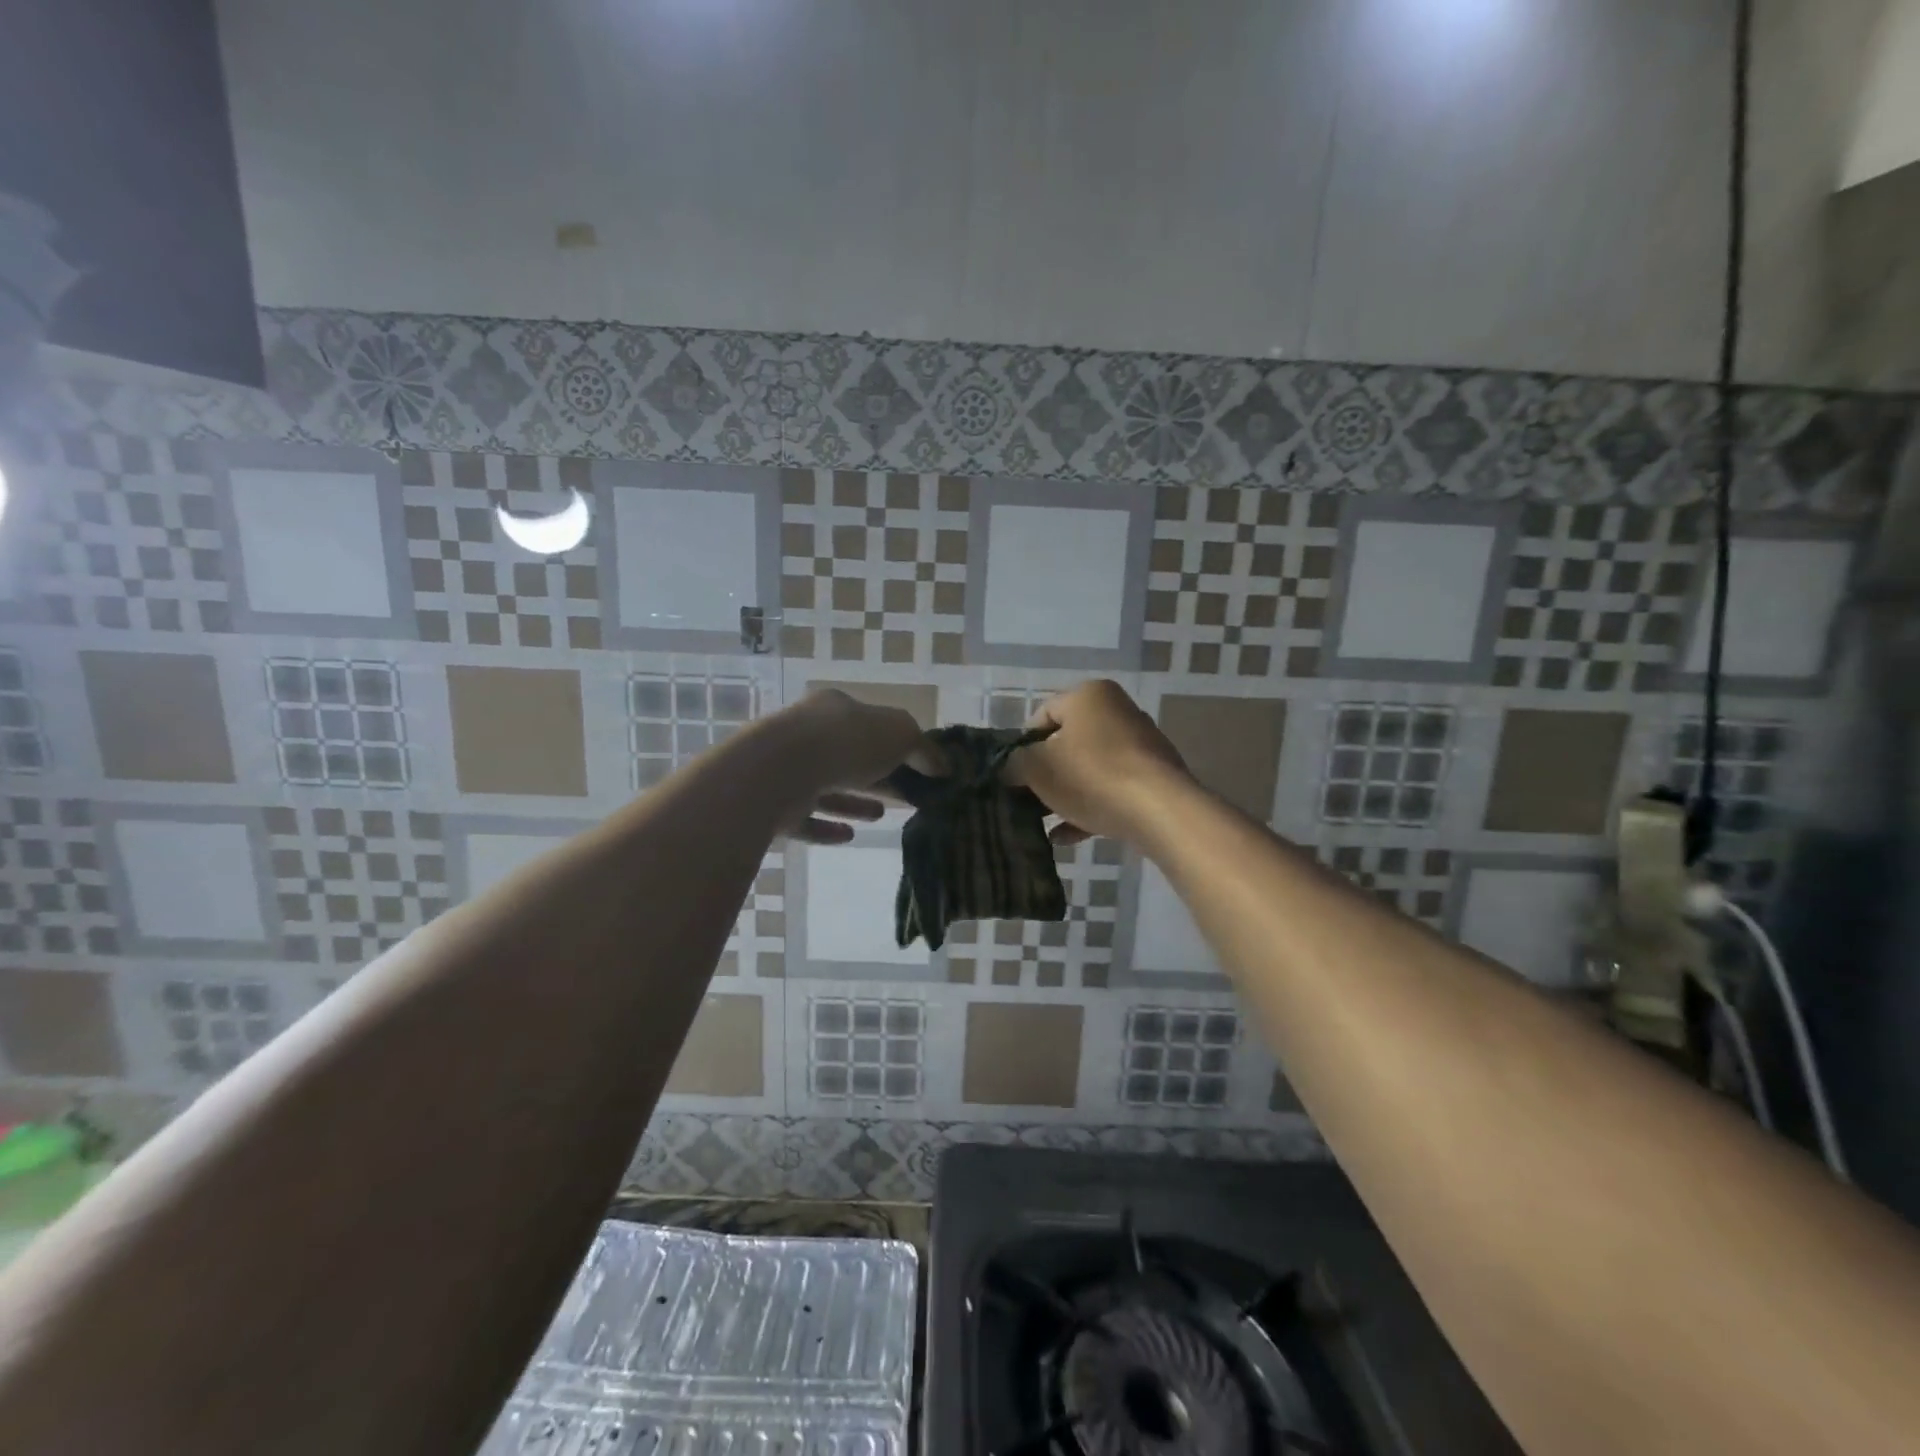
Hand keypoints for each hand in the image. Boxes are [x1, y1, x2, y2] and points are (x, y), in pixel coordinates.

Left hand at [775, 689, 931, 844]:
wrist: (779, 771)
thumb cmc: (845, 742)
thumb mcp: (900, 734)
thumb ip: (923, 748)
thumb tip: (943, 766)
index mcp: (834, 709)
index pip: (868, 723)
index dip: (895, 744)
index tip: (918, 768)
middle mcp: (806, 735)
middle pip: (848, 757)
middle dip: (877, 775)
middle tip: (905, 796)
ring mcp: (786, 771)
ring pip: (825, 788)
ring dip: (854, 802)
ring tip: (881, 816)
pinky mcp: (774, 806)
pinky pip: (805, 820)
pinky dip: (827, 828)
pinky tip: (849, 836)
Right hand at [1007, 680, 1191, 846]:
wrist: (1160, 812)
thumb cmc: (1091, 777)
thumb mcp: (1036, 768)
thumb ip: (1014, 763)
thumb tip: (1011, 767)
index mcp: (1089, 695)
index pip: (1042, 714)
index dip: (1021, 745)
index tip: (1013, 775)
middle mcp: (1117, 710)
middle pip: (1067, 742)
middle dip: (1044, 773)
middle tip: (1026, 799)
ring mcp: (1140, 745)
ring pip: (1089, 769)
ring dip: (1065, 794)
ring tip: (1044, 823)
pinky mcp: (1154, 777)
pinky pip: (1111, 789)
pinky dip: (1088, 808)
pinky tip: (1067, 837)